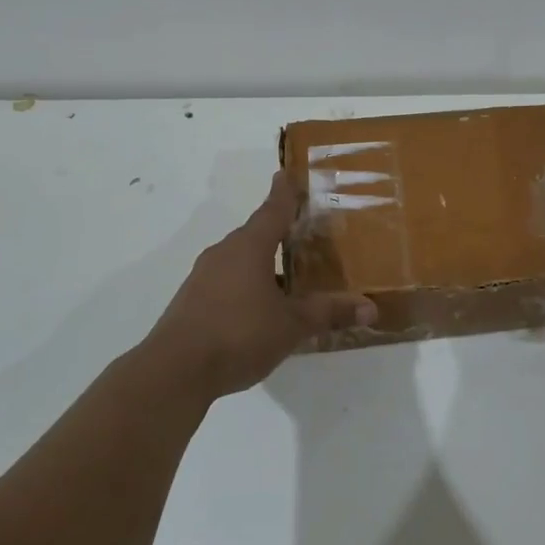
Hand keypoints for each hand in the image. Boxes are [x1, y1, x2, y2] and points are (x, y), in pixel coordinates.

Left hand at [145, 171, 375, 401]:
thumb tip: (371, 307)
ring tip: (287, 275)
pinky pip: (226, 281)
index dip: (285, 192)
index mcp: (250, 247)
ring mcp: (203, 276)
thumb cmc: (238, 334)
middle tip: (302, 231)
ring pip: (239, 259)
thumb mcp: (292, 325)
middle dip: (278, 231)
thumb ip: (329, 313)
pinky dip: (245, 284)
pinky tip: (258, 308)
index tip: (287, 173)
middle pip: (255, 233)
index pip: (273, 209)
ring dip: (262, 262)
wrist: (174, 371)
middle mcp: (224, 252)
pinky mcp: (191, 301)